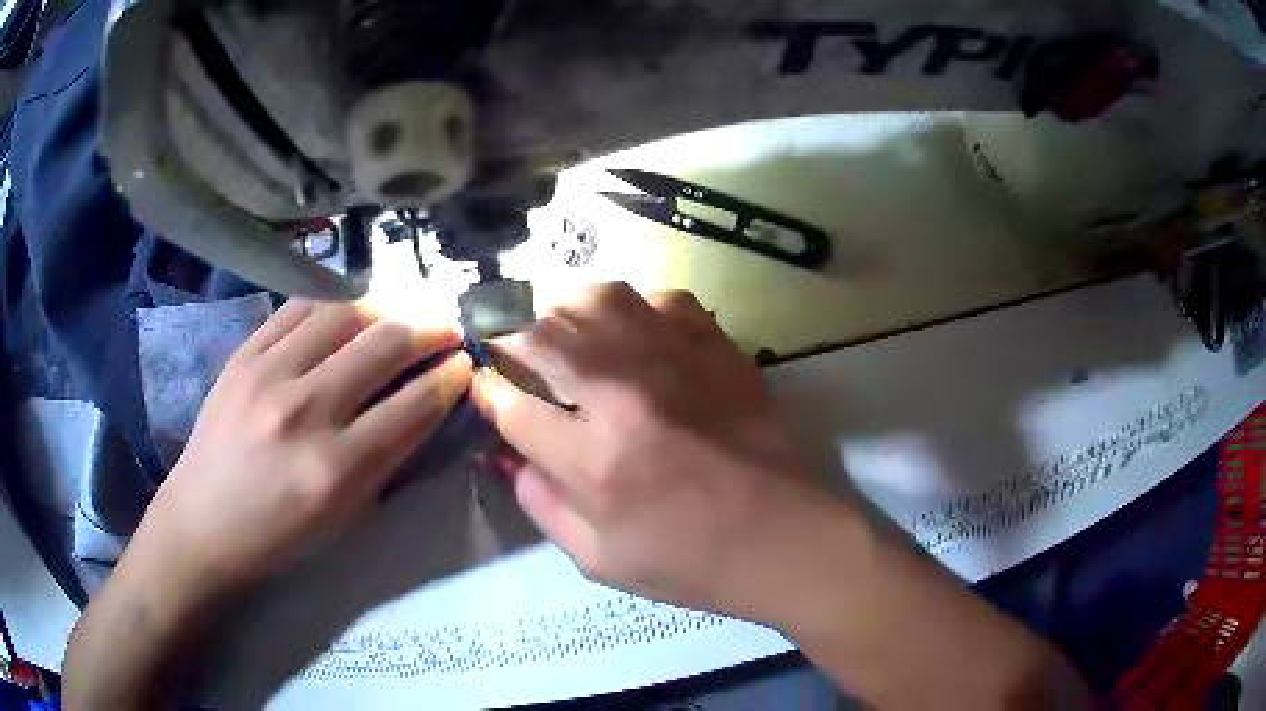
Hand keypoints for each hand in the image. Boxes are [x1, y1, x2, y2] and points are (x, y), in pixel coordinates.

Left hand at [137, 299, 472, 592]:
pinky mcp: (243, 353)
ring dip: (387, 306)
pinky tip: (350, 308)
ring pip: (345, 311)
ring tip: (402, 312)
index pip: (413, 404)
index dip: (450, 378)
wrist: (203, 522)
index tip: (464, 364)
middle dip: (430, 329)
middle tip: (448, 328)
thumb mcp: (345, 516)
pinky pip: (299, 307)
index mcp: (336, 467)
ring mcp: (268, 372)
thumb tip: (427, 405)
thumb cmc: (279, 536)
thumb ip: (388, 459)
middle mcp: (305, 410)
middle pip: (385, 345)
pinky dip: (335, 302)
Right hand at [472, 283, 845, 622]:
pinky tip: (636, 338)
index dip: (485, 392)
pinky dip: (634, 311)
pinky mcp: (717, 346)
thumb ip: (542, 505)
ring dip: (565, 313)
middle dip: (510, 339)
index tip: (484, 388)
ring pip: (595, 298)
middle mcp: (625, 394)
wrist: (787, 538)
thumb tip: (510, 456)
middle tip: (513, 354)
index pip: (509, 404)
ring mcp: (677, 360)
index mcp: (592, 461)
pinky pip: (660, 298)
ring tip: (566, 338)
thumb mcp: (599, 560)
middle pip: (541, 333)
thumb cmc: (692, 562)